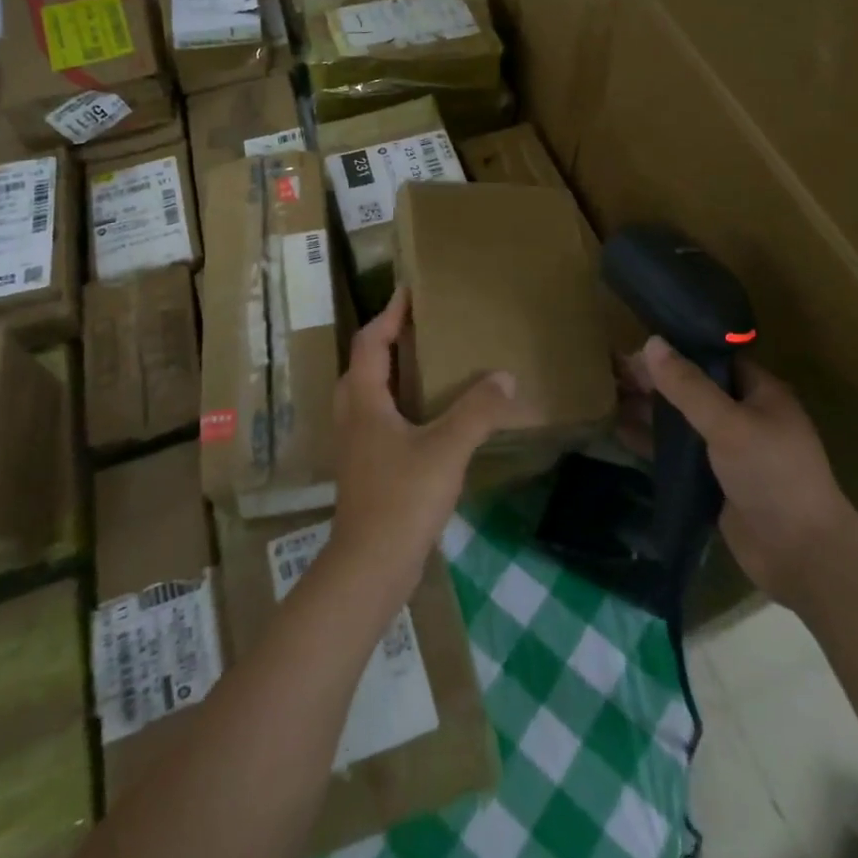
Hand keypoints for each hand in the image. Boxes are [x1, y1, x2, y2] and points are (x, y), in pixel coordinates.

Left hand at [329, 288, 518, 609]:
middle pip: (364, 363)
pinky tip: (426, 416)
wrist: (370, 567)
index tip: (408, 290)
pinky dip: (397, 402)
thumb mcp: (446, 449)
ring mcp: (356, 444)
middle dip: (387, 339)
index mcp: (364, 399)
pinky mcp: (366, 468)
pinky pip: (378, 418)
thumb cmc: (402, 498)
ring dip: (391, 371)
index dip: (389, 314)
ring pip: (368, 392)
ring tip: (425, 362)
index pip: (371, 341)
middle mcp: (353, 415)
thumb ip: (477, 411)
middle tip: (420, 324)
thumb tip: (505, 377)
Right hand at [624, 337, 857, 609]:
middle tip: (612, 371)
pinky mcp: (714, 481)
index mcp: (761, 393)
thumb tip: (651, 343)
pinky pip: (677, 453)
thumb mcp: (729, 424)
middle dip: (656, 380)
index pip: (713, 358)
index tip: (636, 345)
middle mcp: (745, 416)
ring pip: (682, 421)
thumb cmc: (773, 477)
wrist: (801, 556)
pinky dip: (652, 442)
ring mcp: (728, 451)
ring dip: (649, 409)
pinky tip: (619, 431)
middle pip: (693, 388)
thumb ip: (689, 386)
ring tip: (607, 395)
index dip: (676, 350)